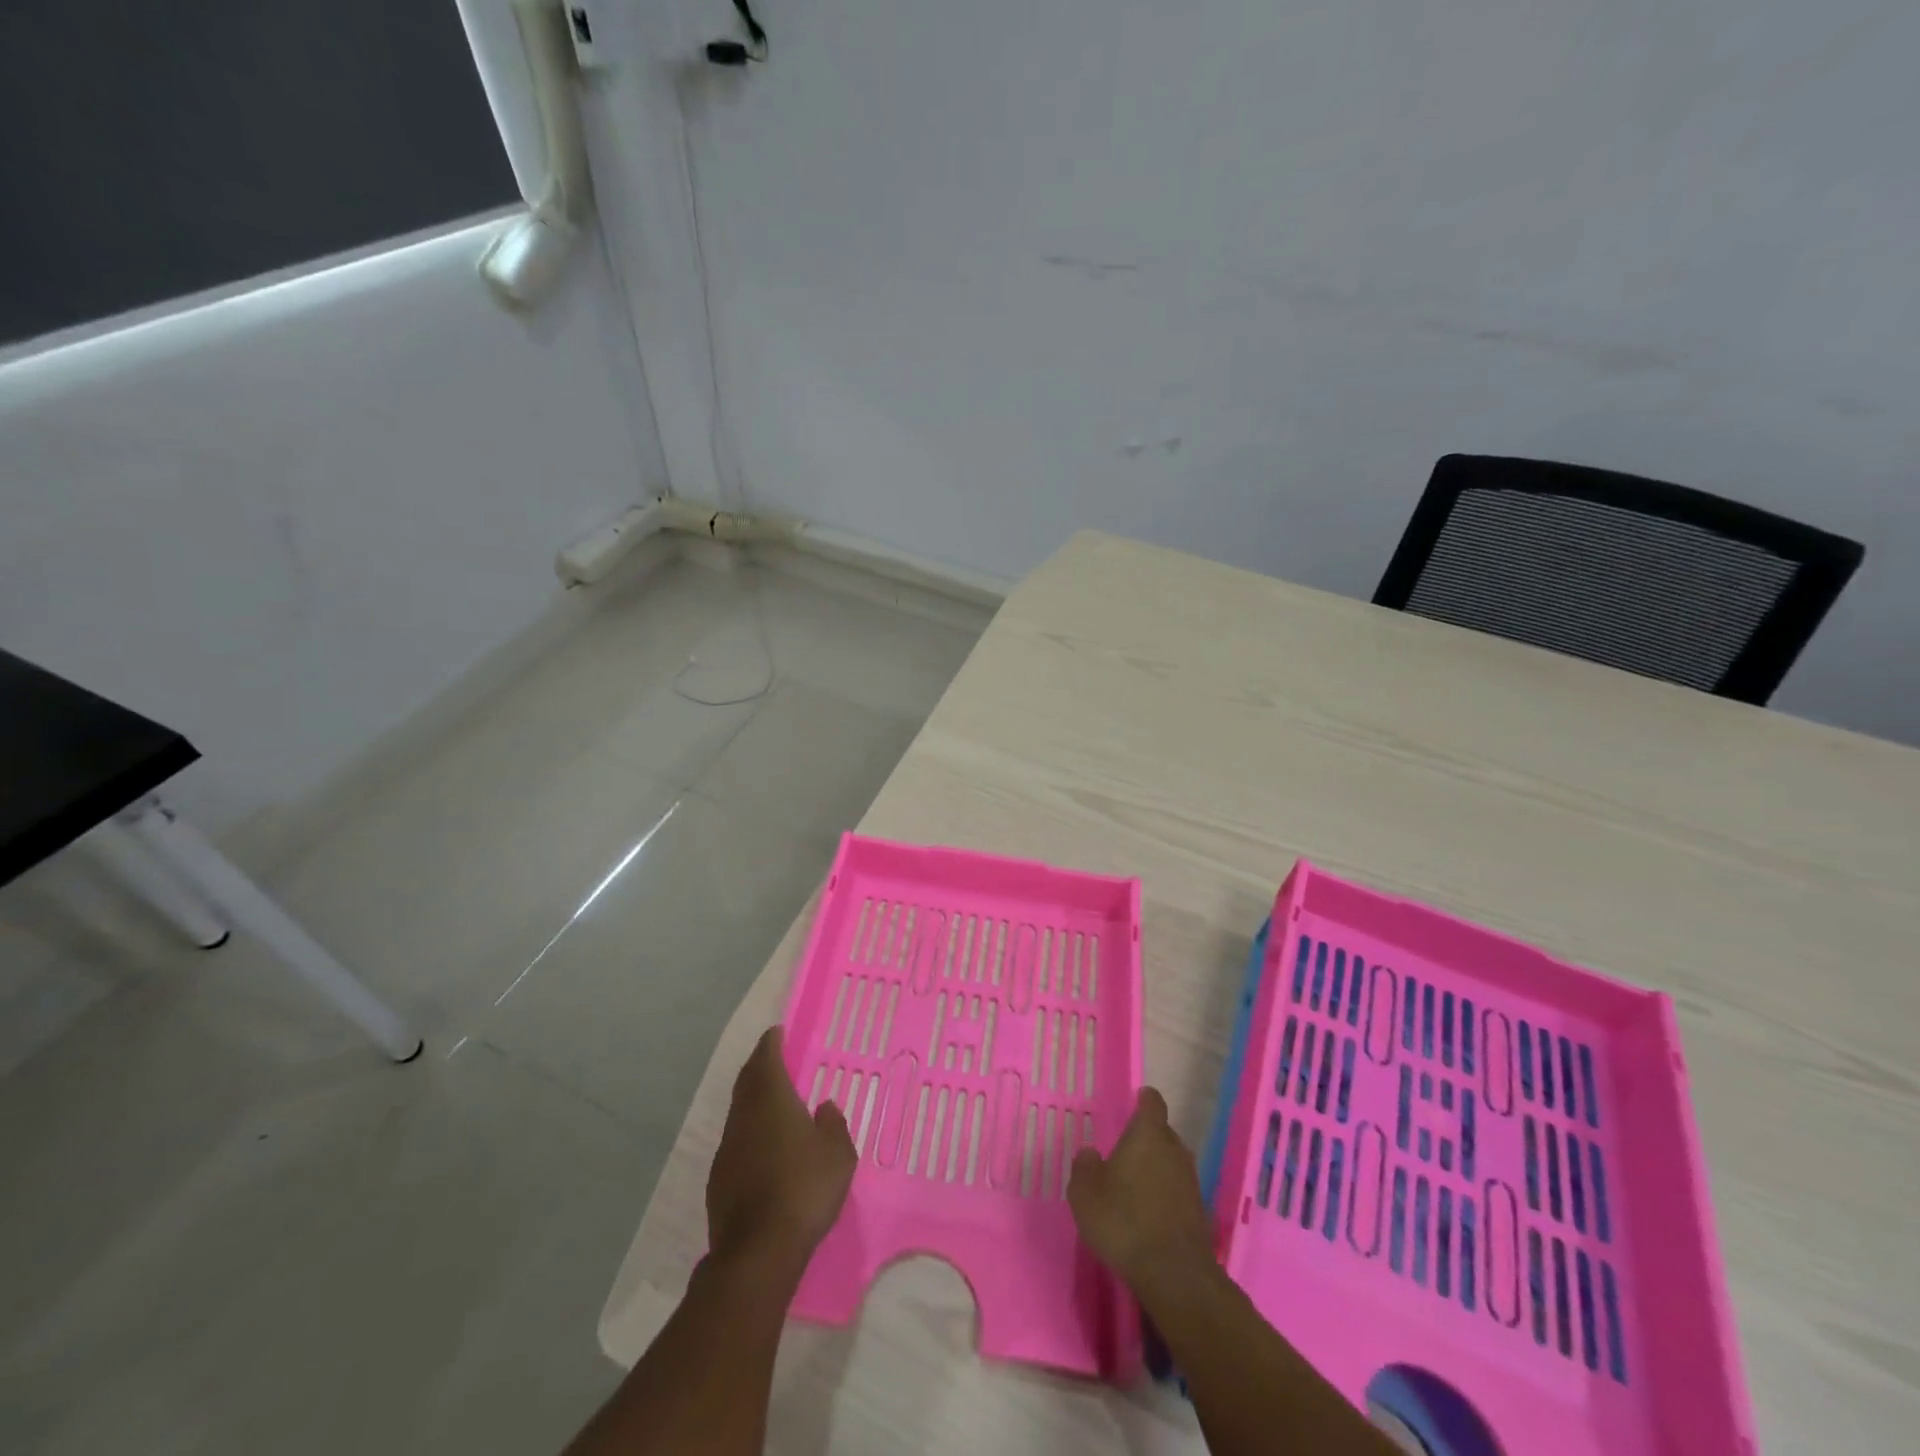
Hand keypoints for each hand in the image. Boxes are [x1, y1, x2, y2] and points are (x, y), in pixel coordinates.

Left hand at [706, 1027, 856, 1279]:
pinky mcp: (719, 1180)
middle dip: (758, 1066)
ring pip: (739, 1111)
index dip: (771, 1043)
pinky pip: (736, 1141)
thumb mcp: (837, 1154)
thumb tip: (824, 1107)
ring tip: (770, 1100)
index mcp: (771, 1100)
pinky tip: (762, 1146)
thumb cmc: (804, 1190)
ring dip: (752, 1099)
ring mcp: (727, 1149)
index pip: (766, 1059)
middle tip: (771, 1058)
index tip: (776, 1032)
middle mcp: (744, 1117)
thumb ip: (833, 1124)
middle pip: (747, 1081)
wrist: (758, 1252)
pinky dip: (748, 1131)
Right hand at [1067, 1087, 1214, 1298]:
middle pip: (1163, 1133)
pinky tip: (1149, 1214)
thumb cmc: (1123, 1221)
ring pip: (1172, 1163)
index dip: (1144, 1100)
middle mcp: (1174, 1150)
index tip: (1137, 1100)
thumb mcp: (1085, 1194)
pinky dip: (1166, 1195)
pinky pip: (1178, 1191)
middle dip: (1148, 1138)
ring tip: (1135, 1185)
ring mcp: (1191, 1181)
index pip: (1152, 1103)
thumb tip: (1090, 1153)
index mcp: (1148, 1135)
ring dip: (1157, 1168)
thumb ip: (1084, 1167)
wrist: (1174, 1275)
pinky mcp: (1199, 1212)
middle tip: (1126, 1150)